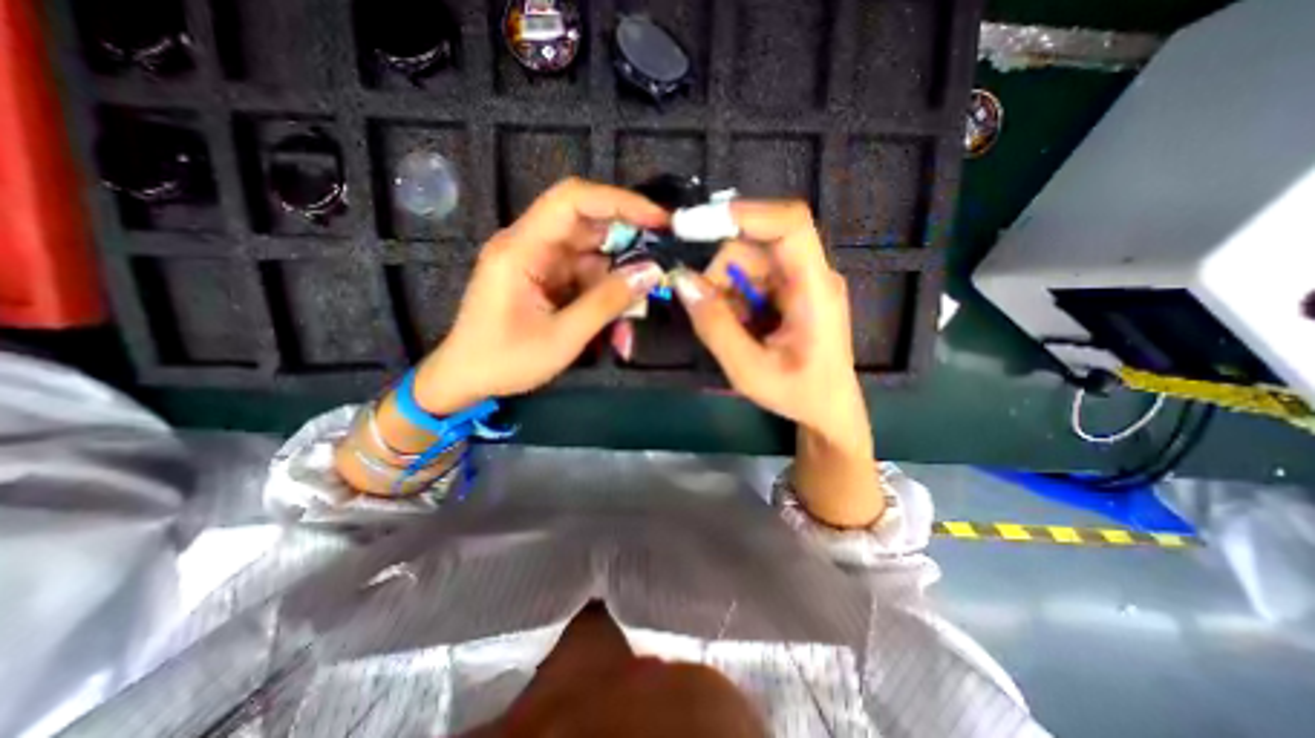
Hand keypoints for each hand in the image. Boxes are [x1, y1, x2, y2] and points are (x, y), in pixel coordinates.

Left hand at [417, 176, 667, 410]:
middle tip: (661, 264)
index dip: (620, 202)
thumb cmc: (505, 360)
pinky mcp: (546, 279)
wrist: (466, 379)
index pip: (573, 200)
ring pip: (592, 253)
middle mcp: (530, 245)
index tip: (658, 221)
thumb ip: (607, 302)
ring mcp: (539, 262)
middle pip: (587, 224)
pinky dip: (605, 293)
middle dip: (628, 242)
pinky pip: (585, 275)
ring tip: (638, 308)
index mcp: (522, 248)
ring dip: (618, 277)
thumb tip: (651, 272)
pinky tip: (618, 320)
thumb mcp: (562, 336)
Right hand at [671, 201, 877, 523]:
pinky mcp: (790, 290)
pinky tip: (740, 328)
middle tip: (704, 311)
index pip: (790, 225)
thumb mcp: (749, 370)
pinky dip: (733, 299)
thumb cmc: (798, 394)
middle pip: (755, 246)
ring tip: (731, 331)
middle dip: (719, 275)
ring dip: (724, 291)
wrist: (828, 410)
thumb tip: (681, 281)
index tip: (693, 225)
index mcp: (815, 290)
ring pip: (747, 262)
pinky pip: (750, 278)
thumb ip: (715, 326)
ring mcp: (801, 280)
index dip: (744, 214)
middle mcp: (811, 274)